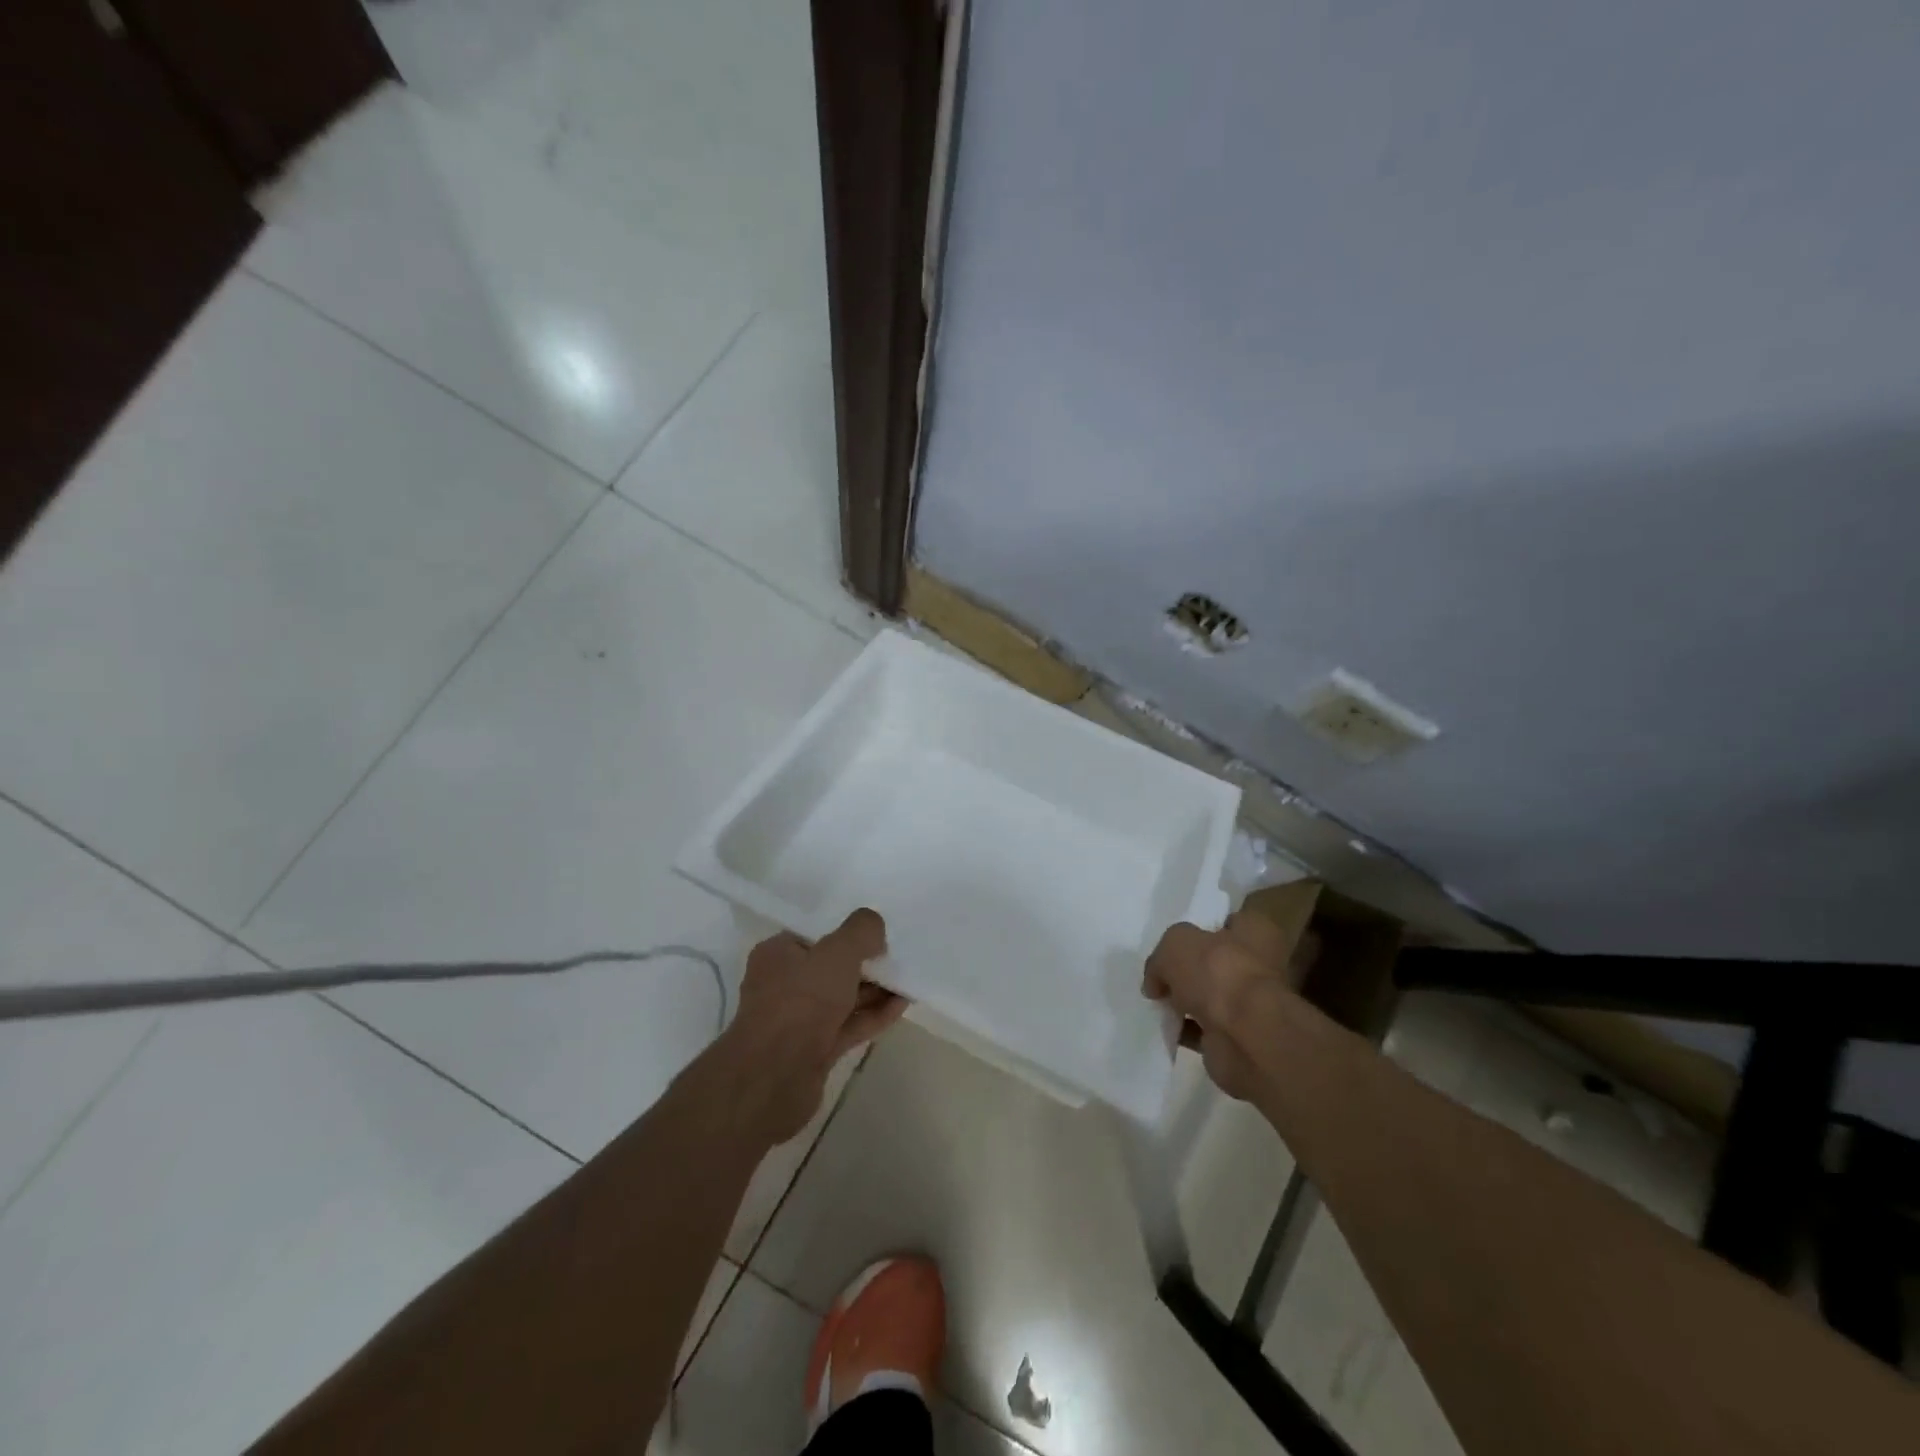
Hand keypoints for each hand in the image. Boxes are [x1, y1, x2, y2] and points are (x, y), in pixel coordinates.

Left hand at [716, 909, 906, 1145]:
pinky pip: (849, 1025)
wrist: (774, 1078)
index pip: (814, 934)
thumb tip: (874, 927)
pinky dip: (873, 1015)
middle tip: (897, 955)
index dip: (846, 932)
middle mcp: (783, 984)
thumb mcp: (837, 952)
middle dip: (864, 963)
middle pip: (831, 967)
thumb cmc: (801, 1002)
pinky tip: (901, 1005)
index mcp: (778, 954)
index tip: (876, 932)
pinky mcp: (814, 1050)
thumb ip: (861, 931)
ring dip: (874, 990)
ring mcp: (799, 1020)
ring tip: (907, 979)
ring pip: (842, 998)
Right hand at [1143, 910, 1302, 1101]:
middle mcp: (1258, 965)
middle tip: (1160, 973)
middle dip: (1189, 969)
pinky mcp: (1238, 1036)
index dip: (1204, 928)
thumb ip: (1161, 956)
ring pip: (1209, 996)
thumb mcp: (1175, 943)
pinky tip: (1164, 1025)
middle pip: (1216, 962)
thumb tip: (1156, 981)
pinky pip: (1204, 1029)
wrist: (1244, 1035)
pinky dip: (1185, 1029)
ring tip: (1155, 1001)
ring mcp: (1250, 1004)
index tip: (1178, 940)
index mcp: (1255, 932)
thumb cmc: (1216, 972)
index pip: (1230, 922)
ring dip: (1185, 1001)